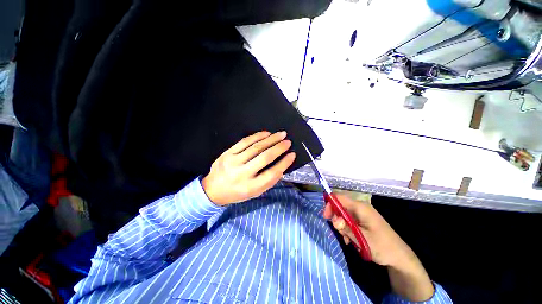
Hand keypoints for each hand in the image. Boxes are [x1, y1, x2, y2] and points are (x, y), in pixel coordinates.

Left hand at [202, 131, 295, 205]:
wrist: (213, 190)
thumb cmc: (237, 193)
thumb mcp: (255, 193)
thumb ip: (269, 181)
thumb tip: (282, 166)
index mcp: (251, 187)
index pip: (272, 173)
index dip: (284, 163)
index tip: (292, 154)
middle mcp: (242, 174)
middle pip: (265, 158)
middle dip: (279, 148)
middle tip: (288, 141)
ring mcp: (233, 162)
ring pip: (256, 147)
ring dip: (270, 139)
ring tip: (280, 134)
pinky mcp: (227, 153)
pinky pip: (244, 142)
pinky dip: (257, 136)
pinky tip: (266, 133)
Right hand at [323, 195, 414, 267]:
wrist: (399, 257)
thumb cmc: (382, 246)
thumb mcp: (362, 238)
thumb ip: (346, 227)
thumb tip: (333, 219)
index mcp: (360, 207)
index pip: (339, 197)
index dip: (330, 203)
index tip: (326, 216)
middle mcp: (360, 207)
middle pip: (340, 206)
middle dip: (336, 218)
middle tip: (338, 231)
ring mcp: (362, 214)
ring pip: (344, 214)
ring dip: (342, 225)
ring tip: (347, 239)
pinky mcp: (363, 220)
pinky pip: (350, 220)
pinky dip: (347, 228)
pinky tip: (350, 239)